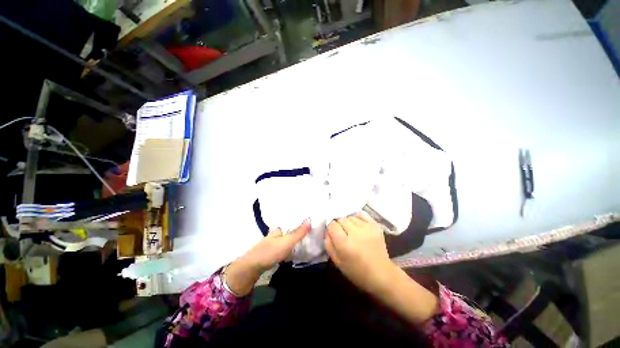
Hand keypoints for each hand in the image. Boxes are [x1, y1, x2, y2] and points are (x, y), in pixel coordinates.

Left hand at [224, 220, 310, 295]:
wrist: (252, 268)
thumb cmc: (270, 252)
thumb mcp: (287, 242)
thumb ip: (298, 233)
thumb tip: (310, 220)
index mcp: (278, 229)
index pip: (290, 222)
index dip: (299, 221)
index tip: (309, 221)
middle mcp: (275, 234)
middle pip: (289, 230)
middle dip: (297, 231)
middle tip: (310, 232)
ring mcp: (272, 244)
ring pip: (286, 239)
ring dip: (294, 239)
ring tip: (305, 240)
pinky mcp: (272, 253)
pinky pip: (284, 247)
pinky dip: (290, 248)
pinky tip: (295, 250)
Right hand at [325, 213, 397, 295]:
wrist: (381, 274)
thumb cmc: (356, 271)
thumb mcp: (337, 262)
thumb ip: (329, 244)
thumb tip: (327, 230)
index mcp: (345, 244)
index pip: (332, 225)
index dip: (330, 228)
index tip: (332, 233)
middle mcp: (355, 233)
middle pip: (341, 219)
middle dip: (338, 224)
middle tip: (342, 233)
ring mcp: (367, 228)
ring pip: (350, 216)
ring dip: (347, 222)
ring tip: (350, 230)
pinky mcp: (375, 225)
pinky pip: (361, 214)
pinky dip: (357, 217)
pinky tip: (357, 225)